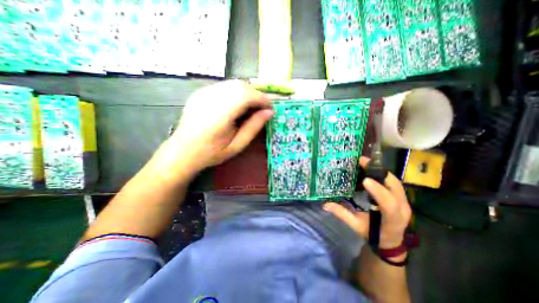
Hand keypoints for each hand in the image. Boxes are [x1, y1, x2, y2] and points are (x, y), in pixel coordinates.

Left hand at [162, 80, 274, 176]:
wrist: (183, 151)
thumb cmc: (212, 152)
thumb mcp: (237, 145)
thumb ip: (253, 127)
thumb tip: (269, 112)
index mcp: (219, 115)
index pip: (246, 96)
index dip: (262, 99)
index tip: (270, 108)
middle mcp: (210, 98)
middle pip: (240, 86)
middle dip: (256, 95)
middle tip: (261, 109)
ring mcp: (203, 93)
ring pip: (233, 84)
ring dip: (247, 93)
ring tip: (251, 107)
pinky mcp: (201, 92)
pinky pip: (224, 86)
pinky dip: (236, 92)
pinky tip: (237, 105)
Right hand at [323, 156, 413, 248]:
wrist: (390, 241)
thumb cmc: (373, 234)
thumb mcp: (356, 226)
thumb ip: (342, 214)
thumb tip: (325, 204)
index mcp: (392, 220)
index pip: (389, 205)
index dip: (378, 191)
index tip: (365, 180)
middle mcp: (403, 209)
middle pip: (395, 187)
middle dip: (378, 172)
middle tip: (362, 161)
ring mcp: (404, 201)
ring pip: (395, 181)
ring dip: (380, 170)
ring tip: (365, 162)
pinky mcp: (402, 197)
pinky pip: (393, 182)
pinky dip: (382, 173)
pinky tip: (370, 169)